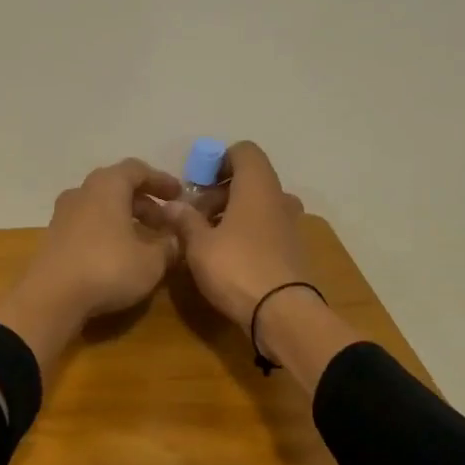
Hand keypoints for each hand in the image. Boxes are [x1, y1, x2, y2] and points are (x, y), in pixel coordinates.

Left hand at [0, 158, 181, 370]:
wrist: (51, 299)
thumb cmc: (108, 268)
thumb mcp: (152, 261)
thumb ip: (169, 245)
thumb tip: (177, 239)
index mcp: (107, 185)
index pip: (137, 170)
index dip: (161, 181)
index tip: (179, 196)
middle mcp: (82, 192)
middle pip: (117, 188)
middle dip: (144, 203)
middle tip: (165, 223)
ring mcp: (63, 215)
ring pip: (101, 208)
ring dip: (125, 219)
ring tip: (145, 241)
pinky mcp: (53, 239)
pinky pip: (87, 226)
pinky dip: (107, 233)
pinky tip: (119, 255)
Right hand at [163, 141, 306, 328]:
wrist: (282, 313)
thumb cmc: (237, 268)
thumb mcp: (199, 245)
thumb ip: (185, 221)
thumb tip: (170, 206)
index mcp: (257, 186)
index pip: (244, 151)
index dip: (219, 160)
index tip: (197, 184)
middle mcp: (278, 198)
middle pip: (250, 179)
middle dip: (220, 192)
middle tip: (195, 216)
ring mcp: (290, 224)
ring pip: (258, 205)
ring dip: (233, 213)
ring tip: (208, 238)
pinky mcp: (293, 250)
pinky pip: (267, 228)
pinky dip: (248, 232)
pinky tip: (228, 256)